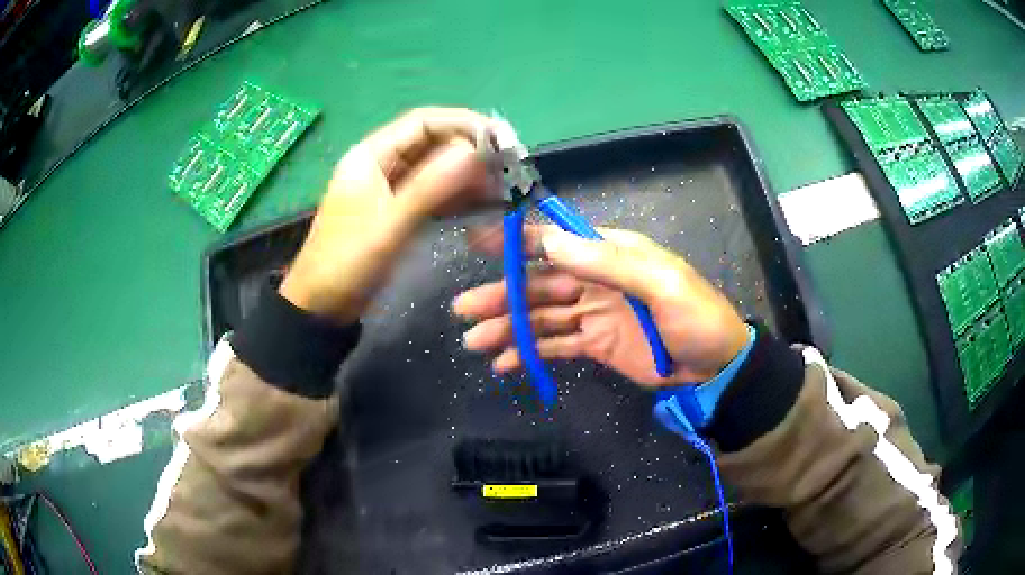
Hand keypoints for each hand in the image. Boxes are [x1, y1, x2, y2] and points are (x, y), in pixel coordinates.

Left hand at [280, 108, 493, 322]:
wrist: (321, 306)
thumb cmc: (347, 263)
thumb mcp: (389, 225)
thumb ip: (430, 187)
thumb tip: (474, 151)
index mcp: (370, 155)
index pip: (423, 122)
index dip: (464, 124)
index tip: (502, 138)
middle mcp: (381, 163)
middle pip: (432, 143)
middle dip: (470, 151)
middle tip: (508, 168)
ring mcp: (389, 188)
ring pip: (435, 168)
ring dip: (467, 174)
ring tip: (502, 187)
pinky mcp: (396, 210)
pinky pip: (431, 193)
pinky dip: (456, 195)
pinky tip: (482, 202)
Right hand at [452, 226, 749, 386]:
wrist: (715, 365)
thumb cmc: (695, 317)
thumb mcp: (660, 283)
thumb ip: (607, 262)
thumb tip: (549, 240)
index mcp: (611, 253)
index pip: (556, 241)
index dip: (516, 241)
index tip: (477, 243)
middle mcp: (595, 279)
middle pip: (539, 284)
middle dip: (501, 295)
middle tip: (463, 309)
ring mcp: (593, 313)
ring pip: (540, 317)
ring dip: (508, 328)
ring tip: (475, 342)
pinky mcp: (595, 345)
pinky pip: (556, 346)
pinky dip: (530, 353)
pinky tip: (505, 363)